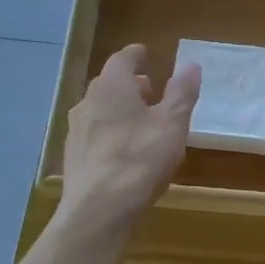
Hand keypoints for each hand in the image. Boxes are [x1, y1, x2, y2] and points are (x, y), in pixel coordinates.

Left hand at [59, 45, 200, 233]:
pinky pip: (94, 135)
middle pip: (108, 85)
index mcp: (111, 87)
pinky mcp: (74, 158)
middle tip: (149, 89)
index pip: (122, 60)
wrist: (99, 209)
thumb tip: (190, 65)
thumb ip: (181, 93)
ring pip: (99, 110)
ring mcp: (76, 131)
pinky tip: (123, 150)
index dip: (136, 55)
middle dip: (129, 85)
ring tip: (139, 120)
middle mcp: (88, 102)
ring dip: (119, 110)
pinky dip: (110, 133)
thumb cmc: (140, 159)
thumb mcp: (172, 124)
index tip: (145, 53)